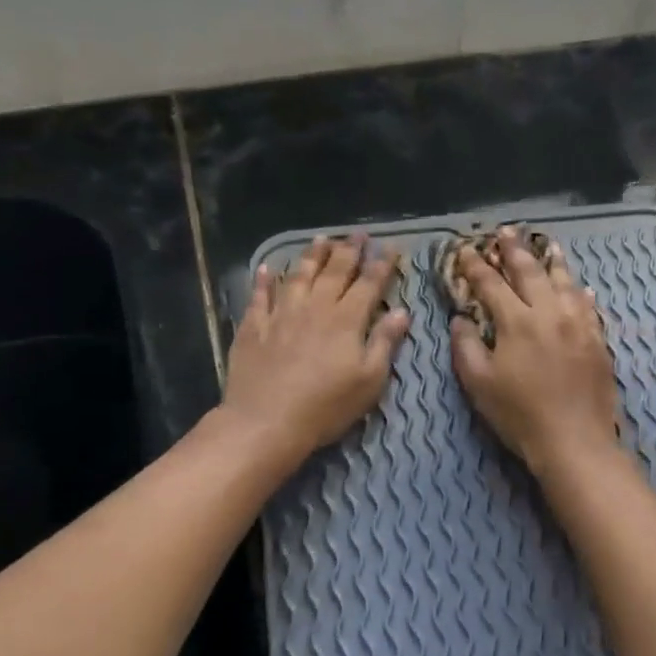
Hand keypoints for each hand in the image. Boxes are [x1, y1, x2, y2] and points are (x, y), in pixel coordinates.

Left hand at [223, 236, 409, 462]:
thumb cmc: (326, 406)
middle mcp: (315, 308)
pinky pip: (260, 296)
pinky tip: (267, 268)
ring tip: (321, 238)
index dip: (381, 264)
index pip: (369, 284)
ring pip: (299, 275)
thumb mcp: (369, 381)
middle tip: (358, 233)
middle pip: (335, 271)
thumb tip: (401, 312)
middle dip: (349, 250)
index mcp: (347, 320)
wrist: (266, 421)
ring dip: (312, 255)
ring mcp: (281, 314)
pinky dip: (264, 280)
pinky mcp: (254, 327)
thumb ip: (385, 343)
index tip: (390, 247)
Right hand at [450, 226, 620, 475]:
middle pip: (532, 272)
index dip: (476, 266)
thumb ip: (466, 346)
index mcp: (517, 322)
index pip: (492, 284)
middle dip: (516, 250)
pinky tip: (581, 287)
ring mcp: (579, 325)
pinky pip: (590, 306)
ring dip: (554, 261)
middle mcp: (550, 313)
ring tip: (548, 245)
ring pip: (565, 283)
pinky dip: (581, 292)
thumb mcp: (479, 384)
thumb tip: (460, 319)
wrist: (575, 441)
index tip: (466, 250)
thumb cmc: (520, 415)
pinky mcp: (599, 341)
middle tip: (507, 231)